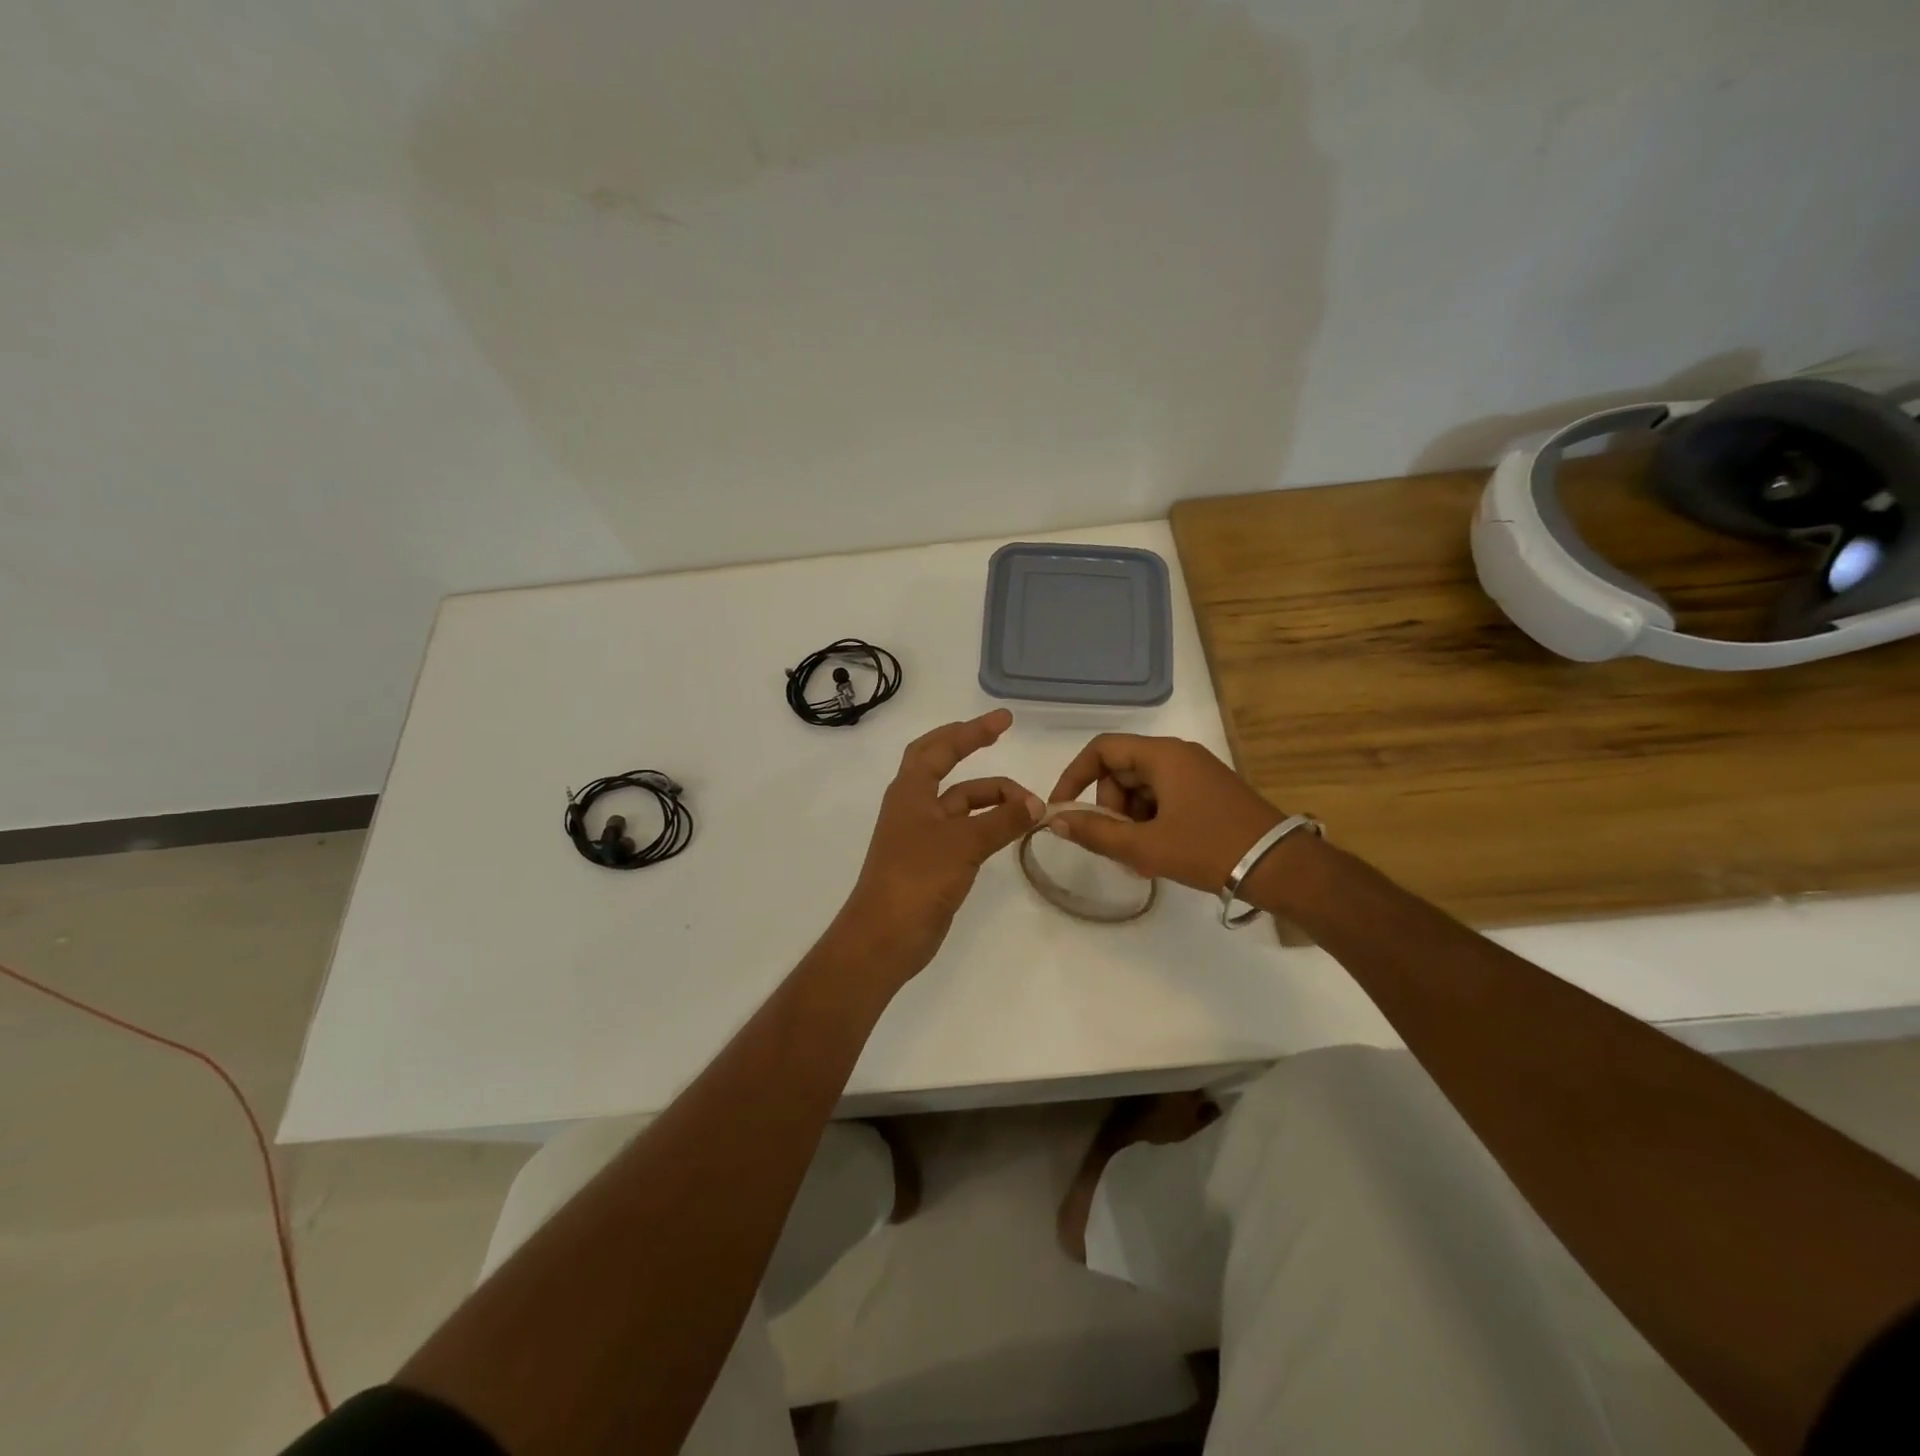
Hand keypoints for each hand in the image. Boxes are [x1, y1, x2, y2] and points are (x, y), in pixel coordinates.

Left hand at [831, 710, 1043, 984]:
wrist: (885, 936)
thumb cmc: (917, 879)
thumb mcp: (963, 843)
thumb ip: (1002, 821)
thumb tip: (1036, 804)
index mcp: (910, 791)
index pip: (941, 748)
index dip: (971, 731)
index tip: (1004, 720)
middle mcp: (914, 806)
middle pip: (942, 765)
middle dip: (970, 747)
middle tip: (1001, 735)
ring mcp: (922, 834)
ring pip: (961, 803)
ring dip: (992, 799)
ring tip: (1030, 807)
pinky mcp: (932, 861)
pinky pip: (965, 830)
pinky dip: (988, 824)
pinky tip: (1010, 829)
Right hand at [1046, 735, 1284, 893]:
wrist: (1282, 868)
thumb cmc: (1209, 849)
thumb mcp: (1145, 846)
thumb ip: (1096, 833)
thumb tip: (1055, 820)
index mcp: (1163, 755)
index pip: (1101, 749)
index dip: (1074, 776)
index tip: (1063, 810)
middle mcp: (1179, 755)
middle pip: (1121, 770)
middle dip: (1108, 807)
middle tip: (1114, 844)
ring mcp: (1197, 773)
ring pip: (1142, 788)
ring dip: (1129, 819)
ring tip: (1139, 857)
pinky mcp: (1209, 793)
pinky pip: (1164, 798)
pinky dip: (1151, 822)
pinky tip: (1159, 853)